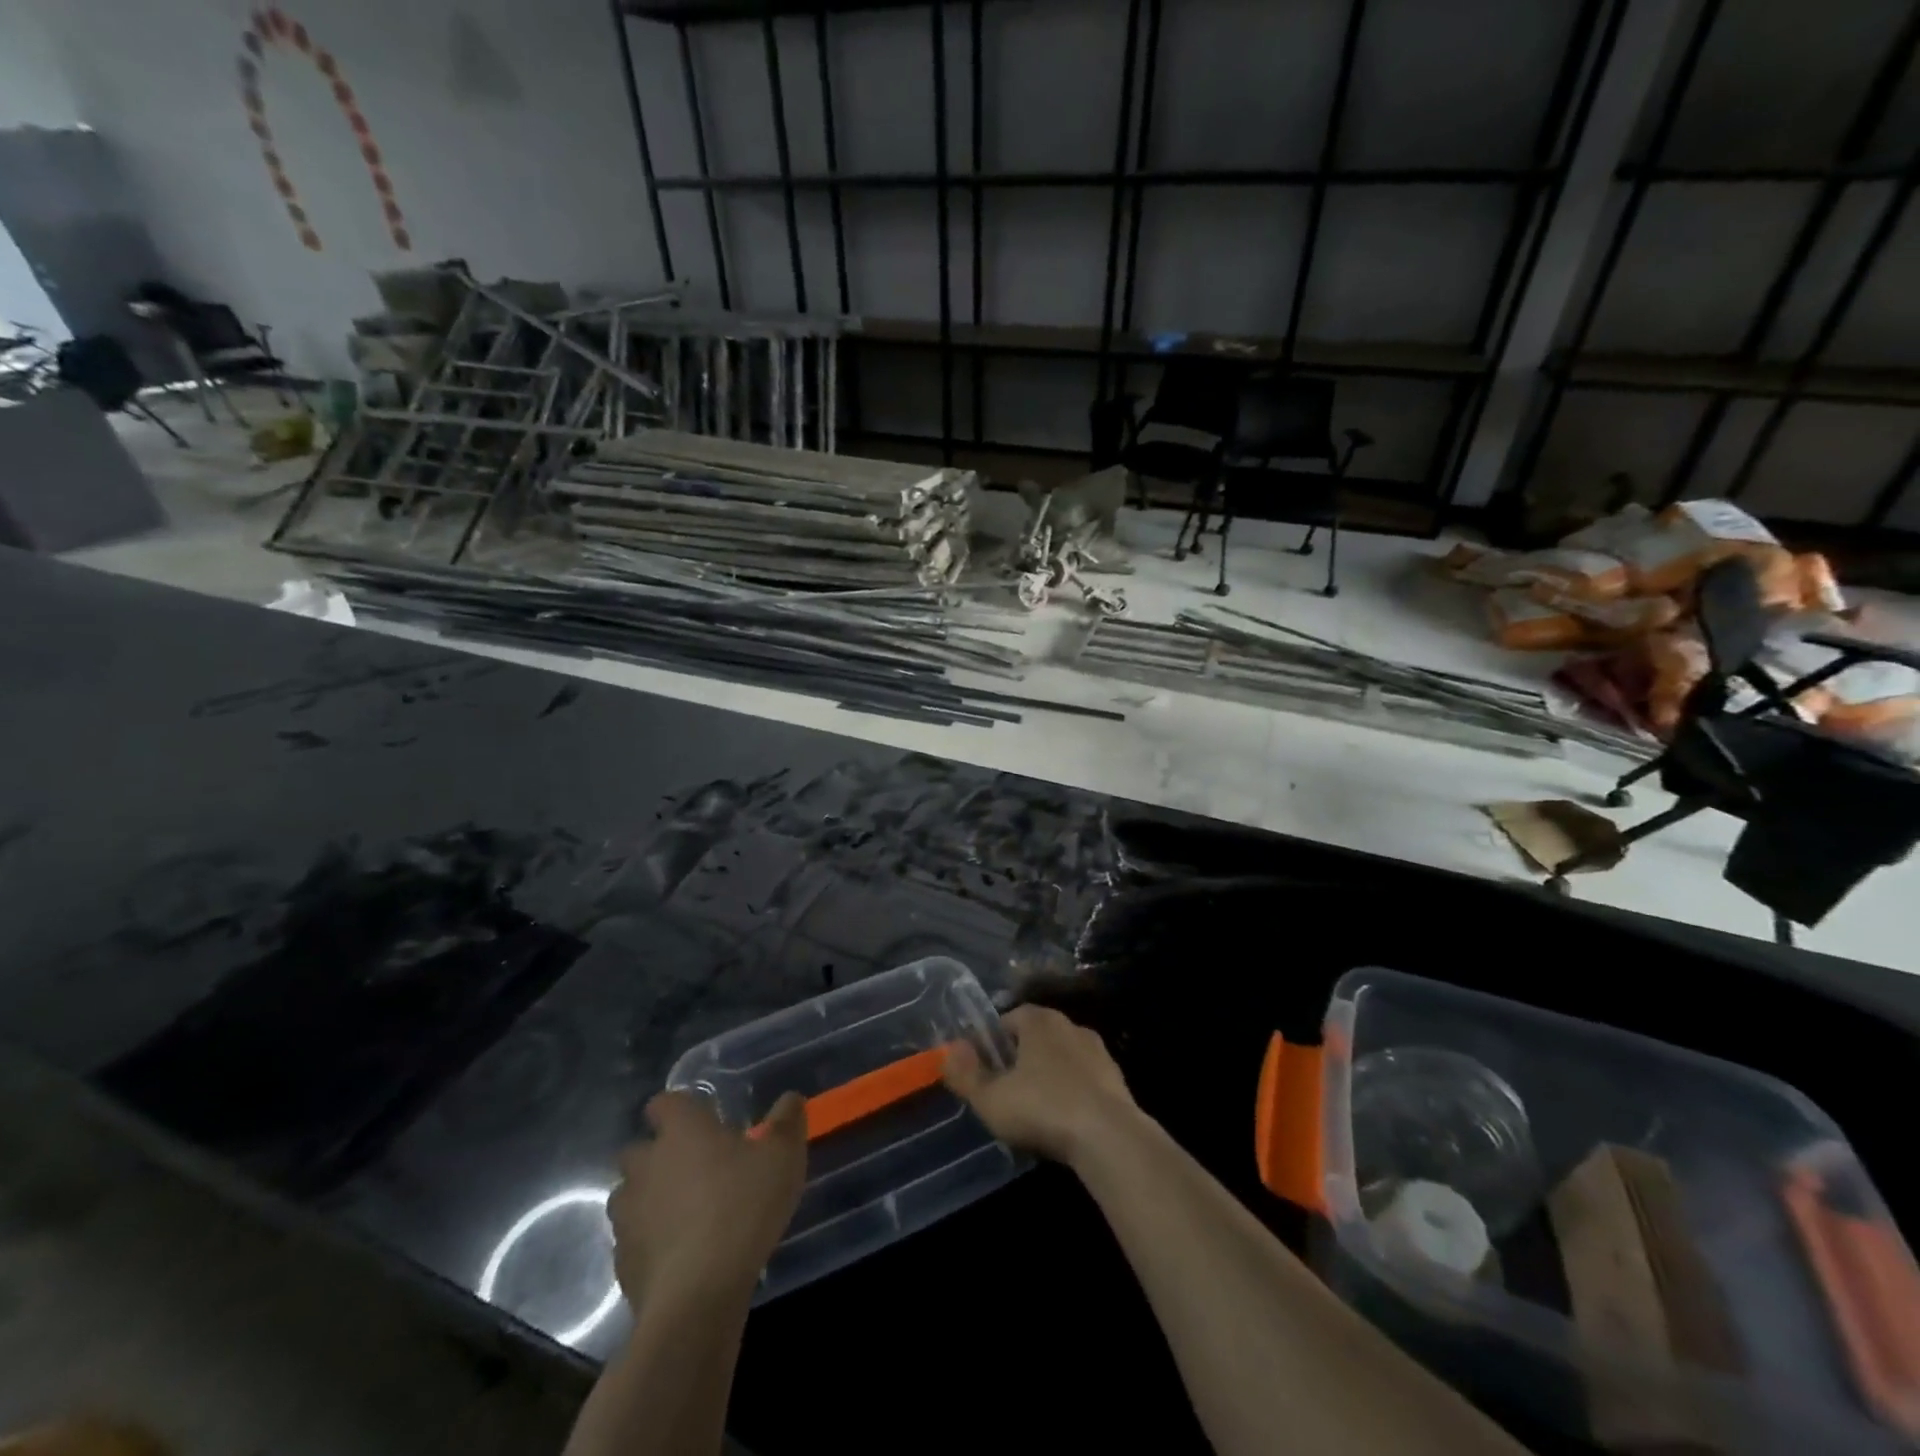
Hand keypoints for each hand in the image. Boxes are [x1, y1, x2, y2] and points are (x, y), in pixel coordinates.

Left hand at [608, 1091, 806, 1306]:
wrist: (698, 1294)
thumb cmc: (743, 1206)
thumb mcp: (783, 1156)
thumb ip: (787, 1121)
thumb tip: (790, 1099)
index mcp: (681, 1130)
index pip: (663, 1103)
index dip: (679, 1110)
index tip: (703, 1121)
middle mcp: (646, 1164)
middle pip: (639, 1150)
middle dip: (660, 1156)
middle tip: (698, 1169)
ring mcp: (627, 1214)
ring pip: (630, 1196)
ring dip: (651, 1199)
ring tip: (686, 1215)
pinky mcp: (622, 1261)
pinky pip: (633, 1240)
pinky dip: (650, 1242)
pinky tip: (679, 1256)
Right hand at [943, 1004, 1139, 1168]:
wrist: (1110, 1137)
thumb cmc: (1042, 1108)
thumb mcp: (991, 1098)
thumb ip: (965, 1074)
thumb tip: (949, 1050)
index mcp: (1039, 1020)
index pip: (1009, 1018)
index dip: (993, 1043)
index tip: (984, 1070)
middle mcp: (1070, 1025)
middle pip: (1037, 1037)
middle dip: (1021, 1060)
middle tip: (1006, 1092)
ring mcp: (1098, 1052)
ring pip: (1063, 1059)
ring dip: (1050, 1077)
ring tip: (1035, 1112)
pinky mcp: (1117, 1080)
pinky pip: (1085, 1082)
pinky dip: (1073, 1095)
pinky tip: (1065, 1124)